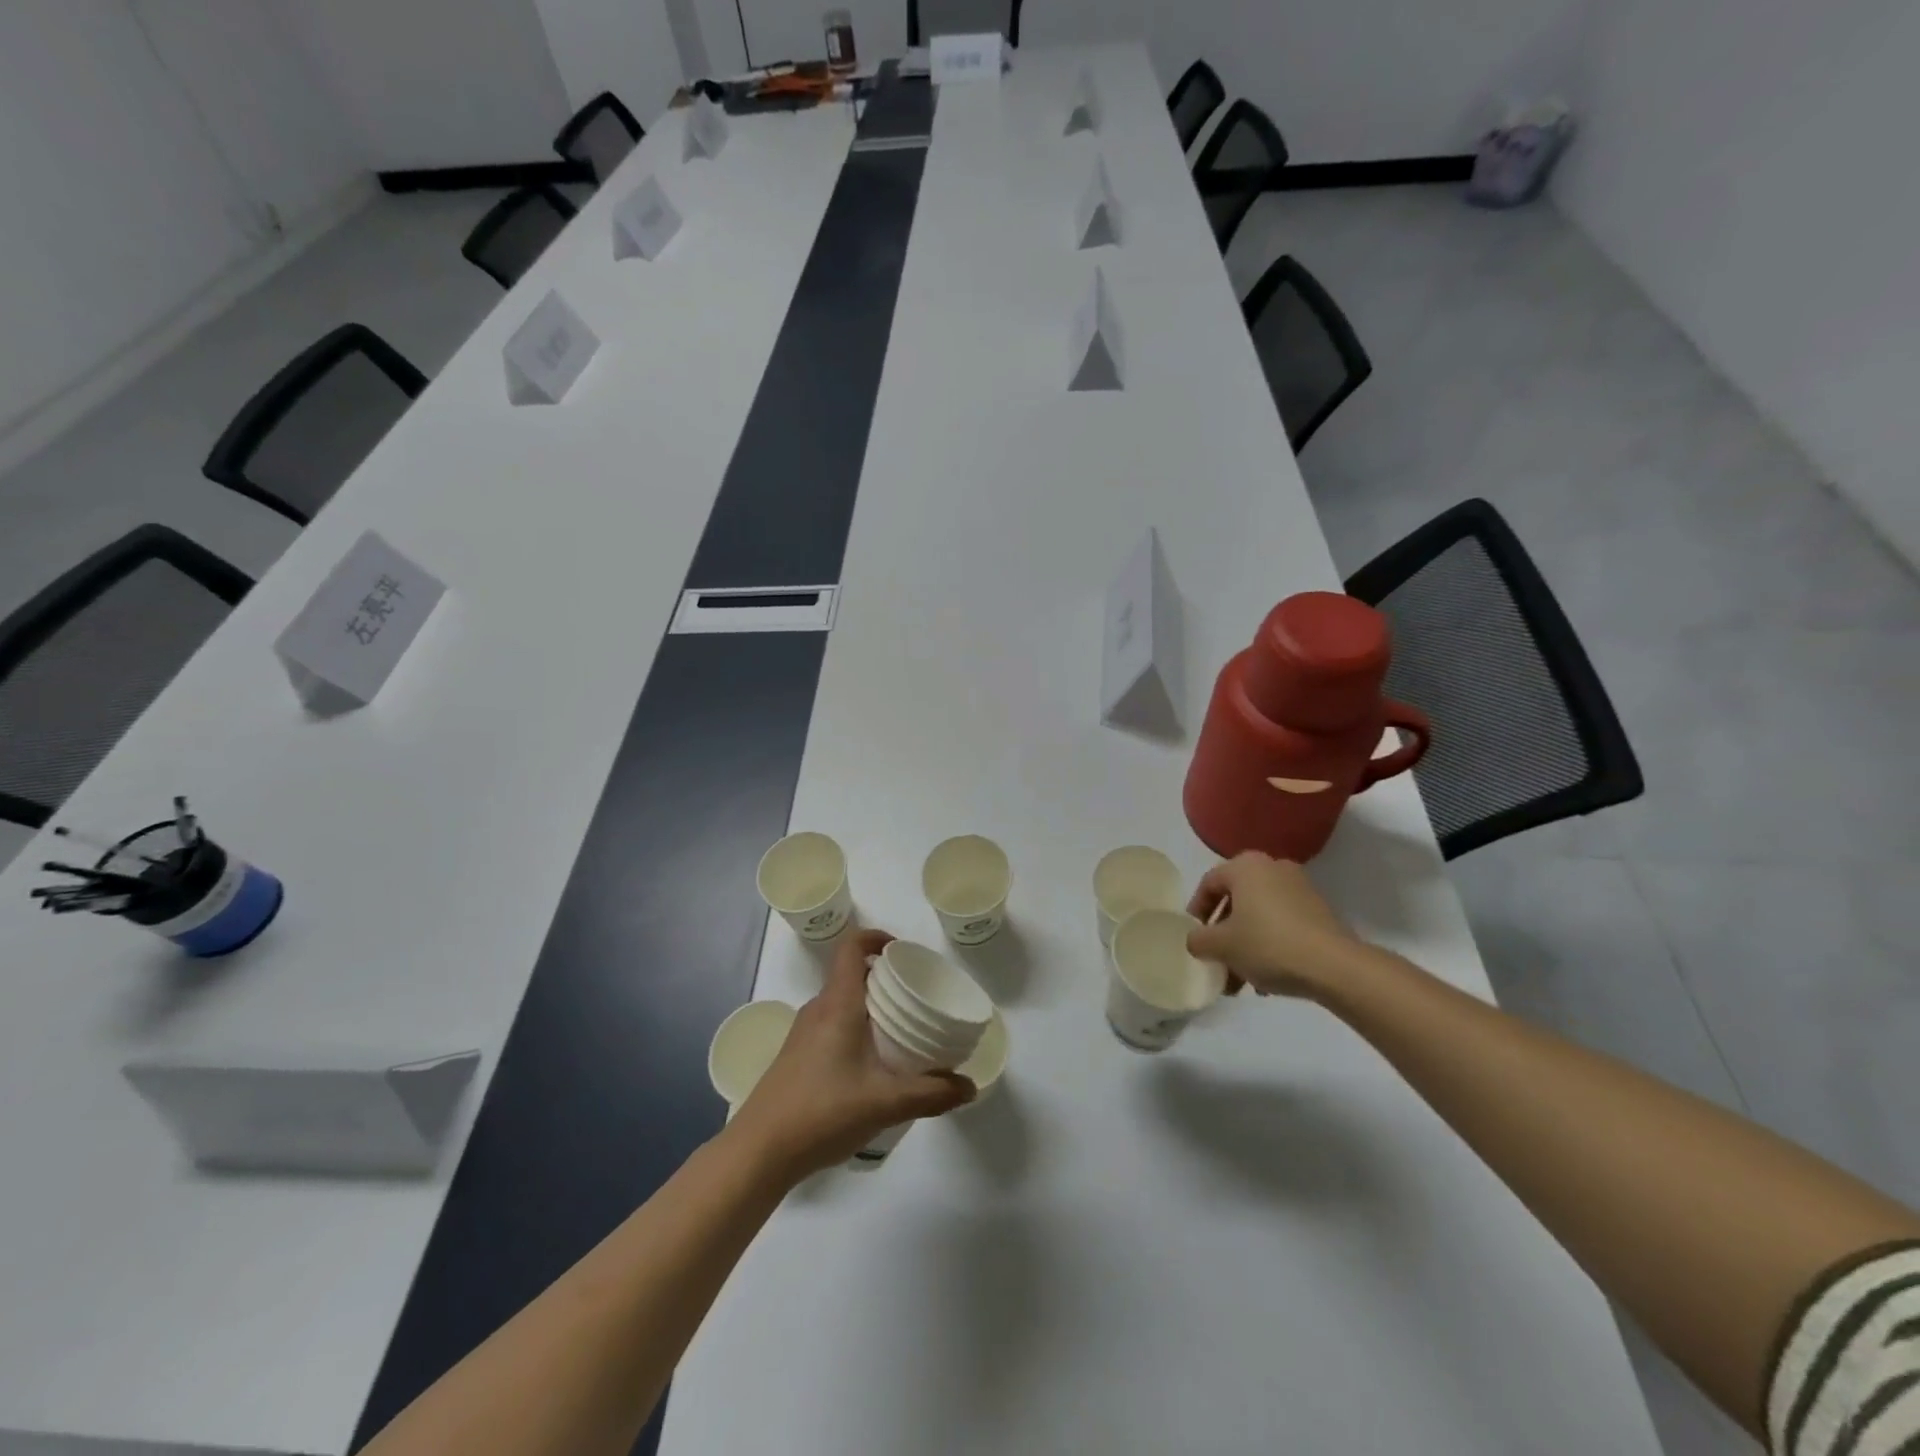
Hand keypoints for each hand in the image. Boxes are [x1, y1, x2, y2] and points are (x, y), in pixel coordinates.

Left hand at [730, 928, 974, 1179]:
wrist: (758, 1153)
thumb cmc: (822, 1112)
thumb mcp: (885, 1103)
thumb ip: (930, 1093)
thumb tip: (969, 1087)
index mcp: (838, 1004)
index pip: (852, 948)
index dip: (876, 938)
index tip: (904, 953)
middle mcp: (818, 1010)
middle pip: (852, 975)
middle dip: (884, 979)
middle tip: (916, 998)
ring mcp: (803, 1034)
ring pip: (842, 1003)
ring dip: (870, 1007)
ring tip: (901, 1031)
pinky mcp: (797, 1058)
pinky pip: (832, 1026)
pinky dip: (856, 1029)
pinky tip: (873, 1065)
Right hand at [1186, 852, 1363, 1000]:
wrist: (1334, 967)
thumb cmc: (1268, 945)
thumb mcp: (1221, 946)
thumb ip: (1198, 940)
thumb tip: (1197, 940)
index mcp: (1246, 866)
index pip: (1209, 884)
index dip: (1196, 912)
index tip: (1194, 939)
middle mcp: (1273, 868)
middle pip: (1236, 902)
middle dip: (1223, 935)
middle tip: (1216, 962)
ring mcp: (1300, 888)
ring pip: (1259, 916)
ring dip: (1245, 945)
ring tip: (1241, 981)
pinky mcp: (1320, 911)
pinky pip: (1282, 924)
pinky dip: (1270, 945)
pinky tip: (1267, 979)